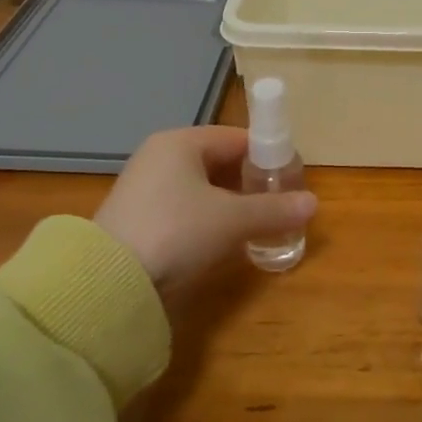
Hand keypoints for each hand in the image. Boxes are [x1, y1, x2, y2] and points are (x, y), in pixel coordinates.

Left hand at [94, 127, 317, 296]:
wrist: (108, 283)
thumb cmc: (177, 231)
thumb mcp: (233, 219)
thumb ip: (274, 209)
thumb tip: (313, 203)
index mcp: (181, 142)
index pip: (236, 138)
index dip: (267, 155)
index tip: (290, 178)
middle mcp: (160, 157)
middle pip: (219, 161)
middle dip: (250, 181)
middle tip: (277, 203)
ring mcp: (144, 188)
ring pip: (201, 187)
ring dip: (230, 202)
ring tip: (257, 223)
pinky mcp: (136, 218)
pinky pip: (183, 208)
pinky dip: (207, 218)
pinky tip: (223, 239)